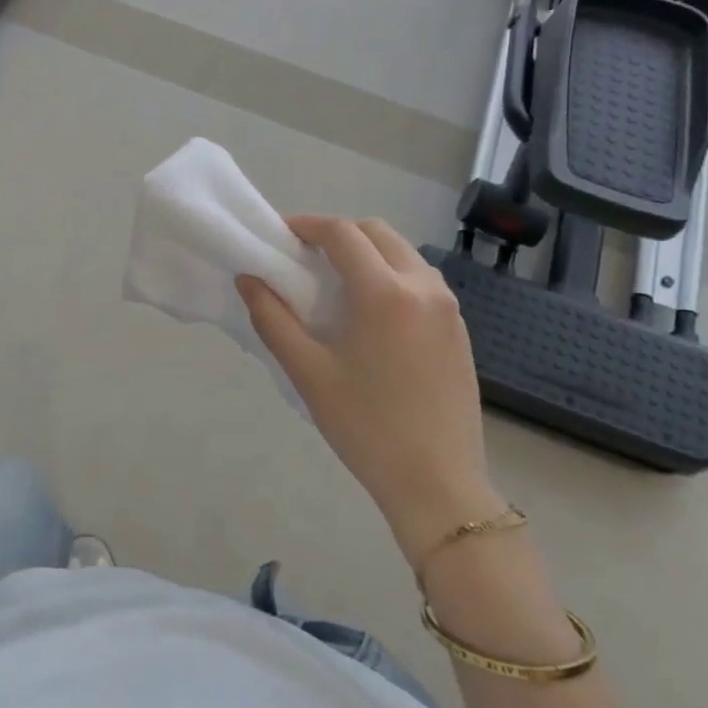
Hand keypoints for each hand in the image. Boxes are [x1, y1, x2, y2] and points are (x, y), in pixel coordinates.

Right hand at [238, 216, 501, 558]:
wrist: (437, 483)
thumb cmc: (364, 426)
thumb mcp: (307, 372)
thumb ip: (272, 318)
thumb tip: (248, 278)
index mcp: (385, 293)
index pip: (343, 234)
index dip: (307, 225)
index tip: (280, 235)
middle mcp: (424, 287)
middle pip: (377, 233)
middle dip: (338, 234)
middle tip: (305, 258)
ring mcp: (449, 308)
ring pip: (403, 254)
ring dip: (368, 253)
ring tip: (336, 284)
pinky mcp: (459, 329)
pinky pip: (422, 281)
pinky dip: (391, 275)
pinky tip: (371, 313)